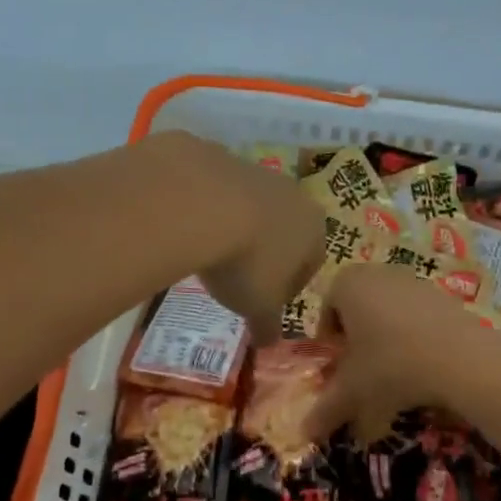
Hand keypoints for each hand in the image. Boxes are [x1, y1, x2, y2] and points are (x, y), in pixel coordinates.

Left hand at [159, 133, 328, 344]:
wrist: (200, 201)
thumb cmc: (245, 262)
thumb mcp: (258, 306)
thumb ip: (268, 325)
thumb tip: (269, 343)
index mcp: (313, 227)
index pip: (312, 261)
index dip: (291, 286)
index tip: (267, 303)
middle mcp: (292, 193)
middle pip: (284, 228)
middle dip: (265, 252)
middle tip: (237, 278)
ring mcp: (254, 169)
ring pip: (251, 205)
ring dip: (236, 226)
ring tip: (209, 251)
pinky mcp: (217, 156)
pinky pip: (216, 189)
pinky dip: (206, 207)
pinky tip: (187, 226)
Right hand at [305, 263, 486, 441]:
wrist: (462, 358)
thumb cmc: (392, 364)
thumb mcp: (353, 392)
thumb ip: (325, 410)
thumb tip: (304, 433)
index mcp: (347, 284)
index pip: (326, 310)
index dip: (330, 342)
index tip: (339, 369)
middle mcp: (377, 272)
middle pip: (357, 307)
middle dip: (356, 339)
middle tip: (363, 372)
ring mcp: (412, 279)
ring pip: (387, 310)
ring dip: (385, 338)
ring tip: (394, 373)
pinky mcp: (442, 293)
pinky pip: (416, 314)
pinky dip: (413, 336)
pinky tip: (423, 365)